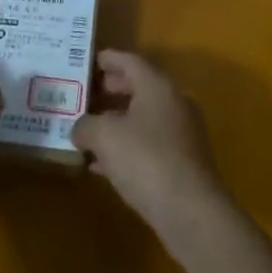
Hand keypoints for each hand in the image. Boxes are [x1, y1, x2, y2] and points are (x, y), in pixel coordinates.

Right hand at [72, 51, 232, 262]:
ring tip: (89, 130)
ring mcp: (182, 134)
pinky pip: (149, 145)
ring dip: (117, 122)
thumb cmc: (146, 160)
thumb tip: (79, 128)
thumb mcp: (105, 137)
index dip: (108, 59)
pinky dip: (127, 147)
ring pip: (143, 119)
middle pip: (138, 88)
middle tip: (86, 94)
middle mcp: (173, 103)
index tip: (88, 60)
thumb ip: (86, 125)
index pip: (129, 61)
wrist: (192, 213)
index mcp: (157, 86)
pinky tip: (102, 165)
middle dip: (111, 90)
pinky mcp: (183, 164)